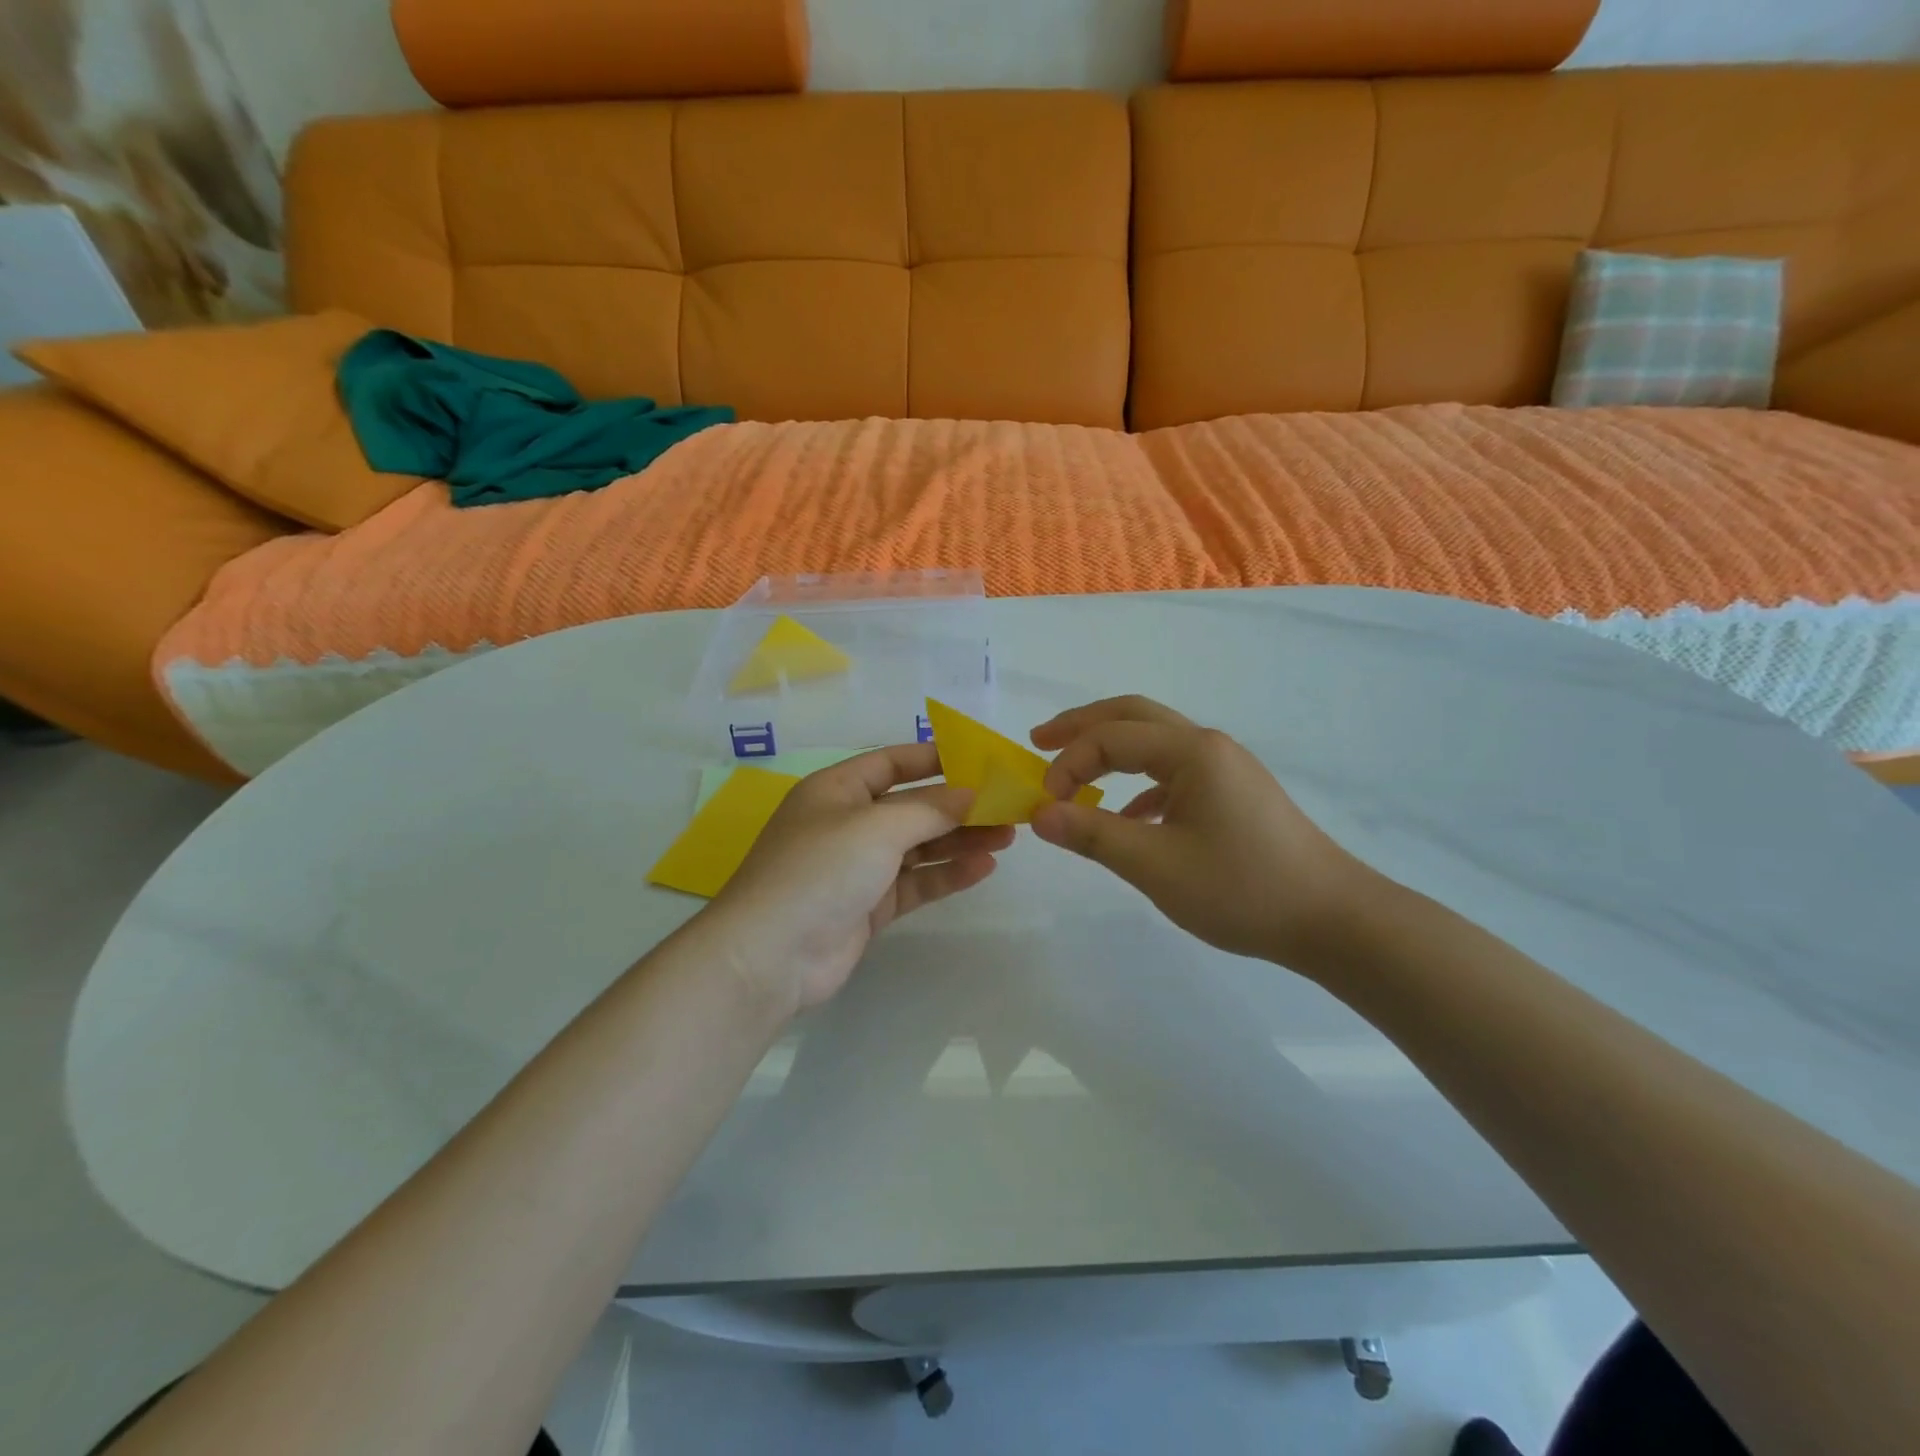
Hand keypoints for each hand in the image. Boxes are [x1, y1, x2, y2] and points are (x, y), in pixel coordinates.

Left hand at [703, 744, 1014, 1013]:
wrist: (772, 955)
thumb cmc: (821, 870)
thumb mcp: (877, 827)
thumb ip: (930, 809)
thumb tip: (972, 793)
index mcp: (837, 790)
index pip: (891, 763)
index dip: (933, 758)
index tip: (979, 760)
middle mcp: (847, 823)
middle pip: (912, 807)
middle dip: (958, 806)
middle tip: (1007, 806)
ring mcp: (858, 867)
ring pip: (918, 846)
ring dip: (959, 840)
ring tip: (1007, 836)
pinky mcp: (869, 906)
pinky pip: (915, 882)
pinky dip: (946, 875)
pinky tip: (983, 868)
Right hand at [1030, 696, 1375, 970]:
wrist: (1331, 919)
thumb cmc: (1242, 888)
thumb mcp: (1156, 865)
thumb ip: (1093, 835)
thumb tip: (1038, 815)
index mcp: (1192, 751)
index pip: (1110, 738)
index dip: (1068, 764)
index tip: (1044, 805)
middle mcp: (1208, 746)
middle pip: (1133, 716)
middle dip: (1082, 726)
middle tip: (1039, 740)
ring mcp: (1225, 768)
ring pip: (1154, 742)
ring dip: (1110, 750)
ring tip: (1072, 771)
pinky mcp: (1234, 794)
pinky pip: (1174, 773)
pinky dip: (1139, 782)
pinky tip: (1128, 815)